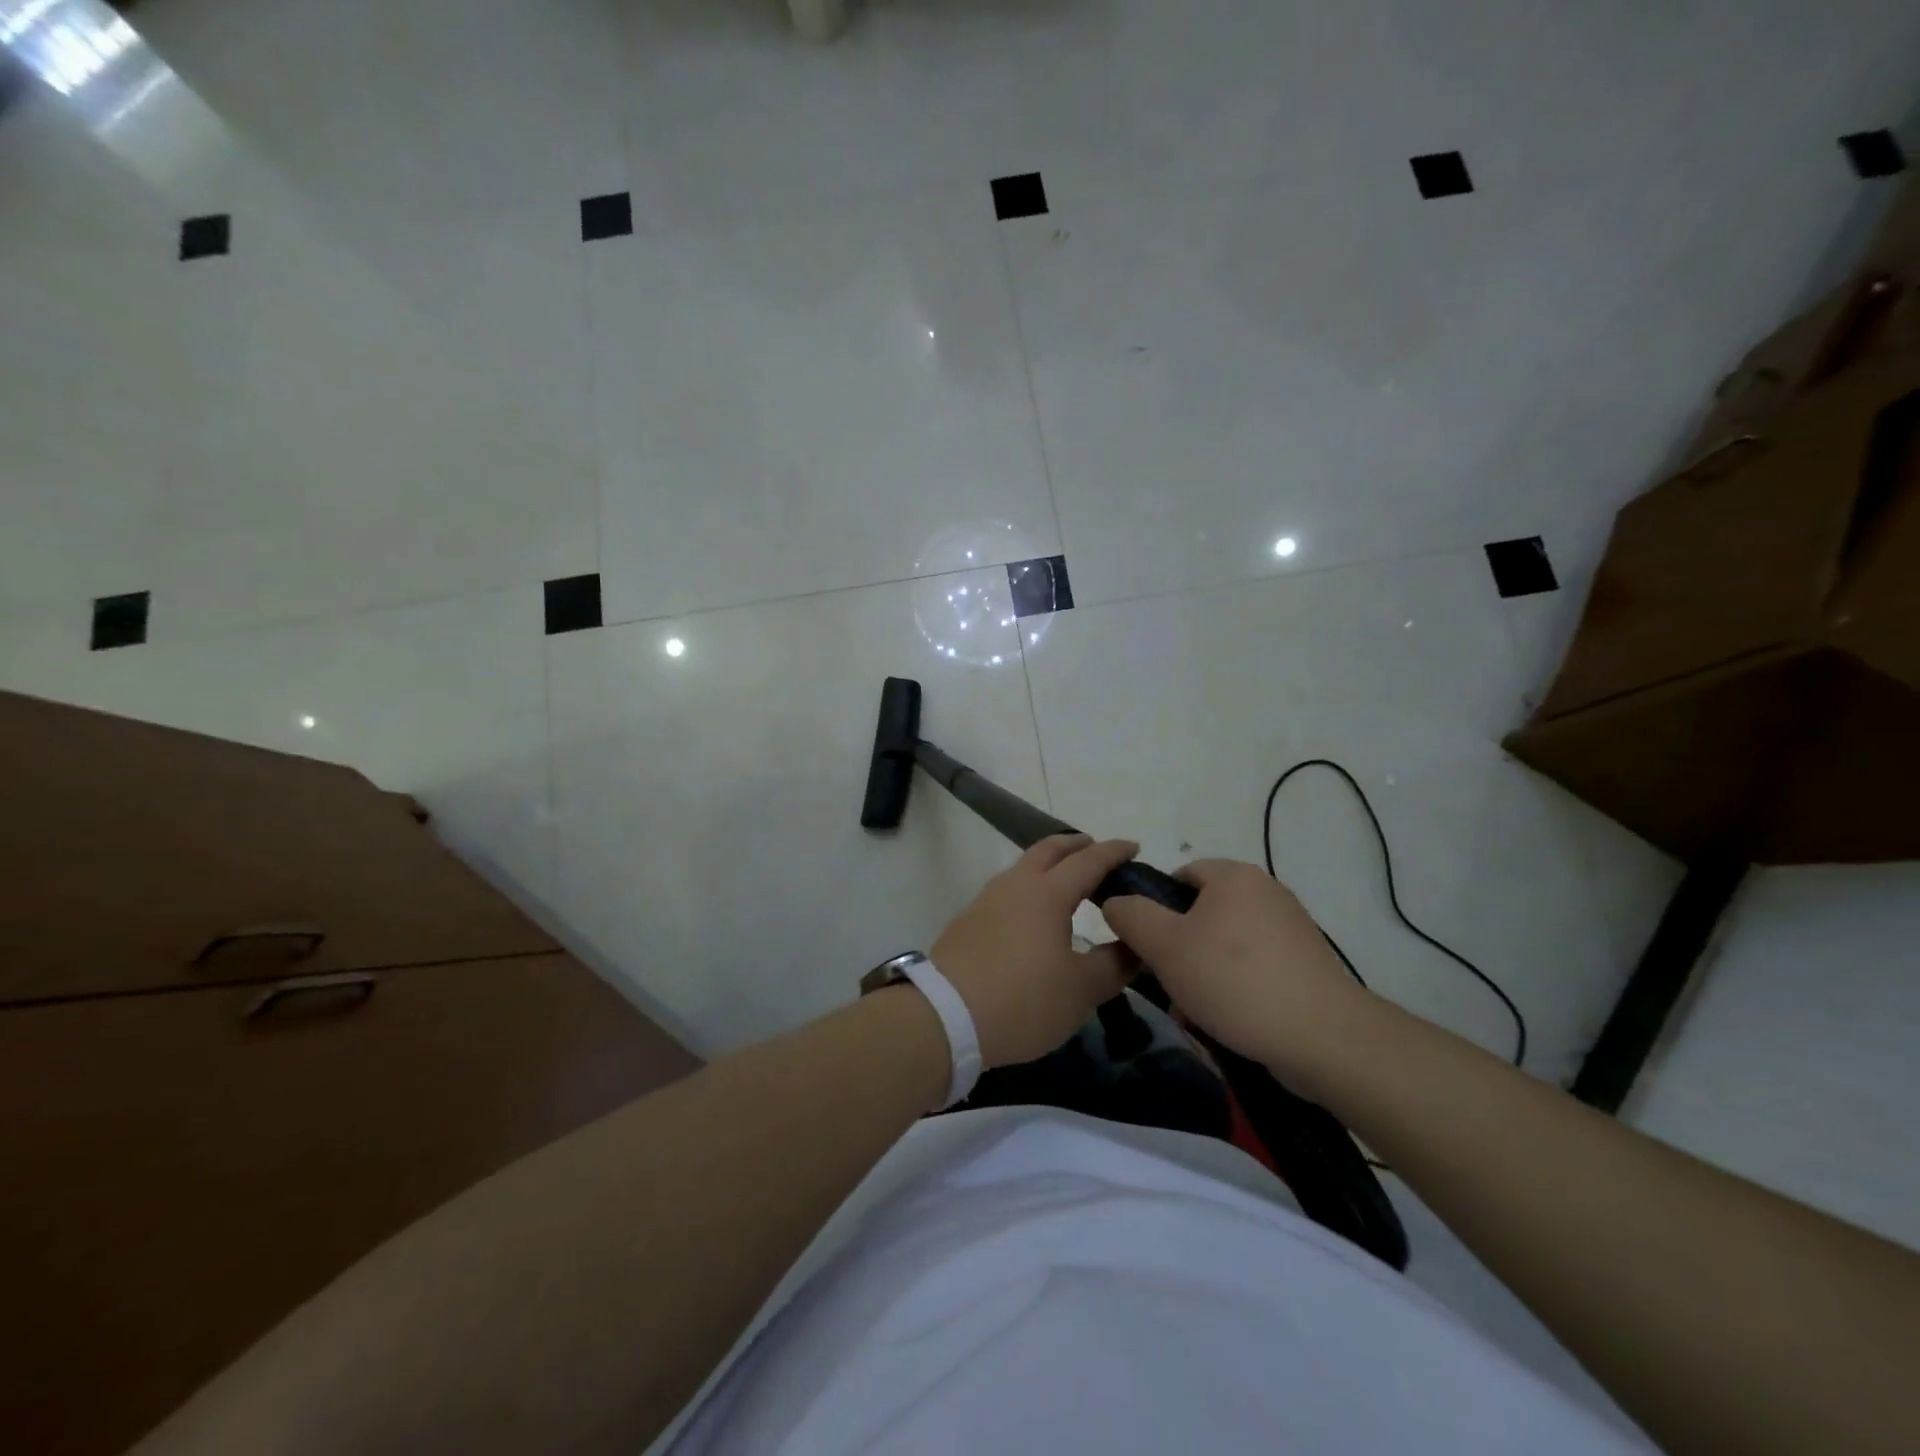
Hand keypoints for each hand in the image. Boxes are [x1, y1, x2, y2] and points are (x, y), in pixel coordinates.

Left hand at [932, 834, 1140, 1068]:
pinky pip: (1008, 889)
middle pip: (1049, 850)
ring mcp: (987, 899)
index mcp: (1047, 893)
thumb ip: (1114, 965)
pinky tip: (1034, 913)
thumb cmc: (1023, 1000)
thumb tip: (1137, 946)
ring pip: (1023, 867)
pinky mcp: (968, 920)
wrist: (944, 1017)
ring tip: (1068, 882)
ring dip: (1049, 865)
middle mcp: (1016, 885)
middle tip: (1097, 851)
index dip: (1113, 852)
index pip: (1088, 860)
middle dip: (1076, 845)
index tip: (1133, 847)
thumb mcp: (1081, 990)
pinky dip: (1030, 887)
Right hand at [1101, 859, 1373, 1086]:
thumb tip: (1115, 901)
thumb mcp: (1165, 946)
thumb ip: (1130, 916)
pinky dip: (1233, 989)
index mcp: (1234, 876)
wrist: (1324, 1038)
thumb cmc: (1234, 980)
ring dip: (1201, 975)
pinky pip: (1253, 969)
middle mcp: (1266, 892)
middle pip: (1201, 913)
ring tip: (1192, 1013)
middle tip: (1164, 984)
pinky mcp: (1306, 966)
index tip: (1147, 947)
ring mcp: (1291, 930)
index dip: (1154, 907)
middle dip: (1177, 950)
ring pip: (1224, 946)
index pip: (1179, 875)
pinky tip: (1224, 1022)